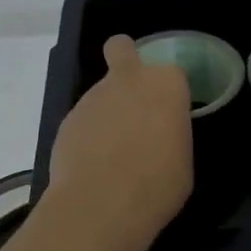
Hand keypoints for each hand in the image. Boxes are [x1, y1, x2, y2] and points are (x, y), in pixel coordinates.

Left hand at [45, 35, 193, 244]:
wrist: (101, 203)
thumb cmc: (158, 184)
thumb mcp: (183, 161)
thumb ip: (170, 136)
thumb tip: (157, 138)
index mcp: (166, 85)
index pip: (172, 74)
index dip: (170, 94)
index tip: (169, 117)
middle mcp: (129, 80)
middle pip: (122, 48)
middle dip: (124, 57)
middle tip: (131, 94)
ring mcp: (93, 96)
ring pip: (101, 92)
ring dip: (107, 111)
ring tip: (111, 154)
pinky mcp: (67, 118)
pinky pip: (84, 120)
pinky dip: (88, 135)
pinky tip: (91, 165)